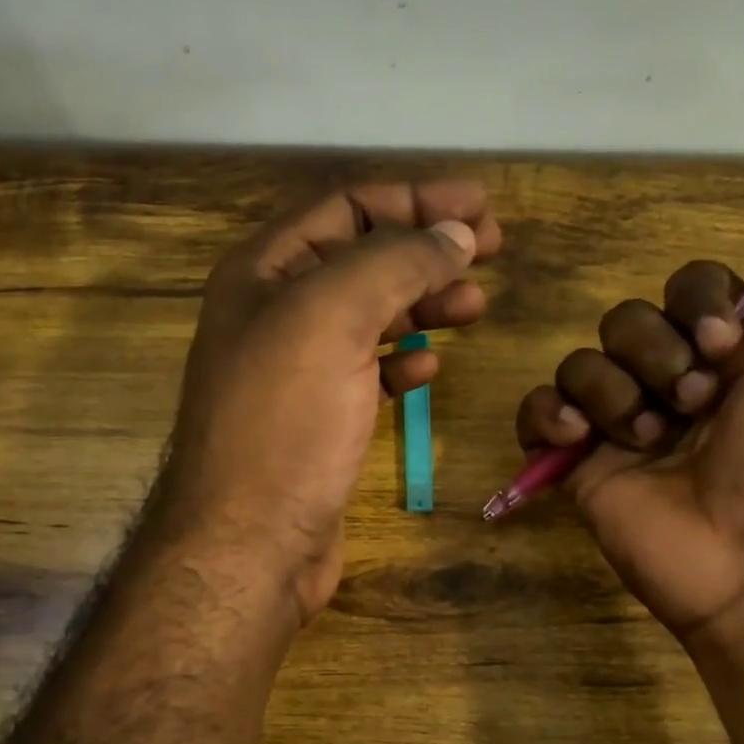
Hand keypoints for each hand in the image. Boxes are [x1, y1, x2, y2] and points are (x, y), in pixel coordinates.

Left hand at [164, 181, 500, 619]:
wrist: (249, 542)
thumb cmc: (284, 422)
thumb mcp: (332, 317)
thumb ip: (395, 263)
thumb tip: (456, 234)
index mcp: (264, 271)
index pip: (347, 208)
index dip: (416, 200)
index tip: (481, 208)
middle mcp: (275, 312)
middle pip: (363, 259)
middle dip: (427, 249)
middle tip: (493, 251)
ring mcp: (296, 369)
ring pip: (370, 315)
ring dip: (423, 303)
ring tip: (475, 304)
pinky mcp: (318, 419)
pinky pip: (366, 372)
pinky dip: (401, 361)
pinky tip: (429, 368)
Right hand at [515, 226, 743, 644]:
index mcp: (731, 356)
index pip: (688, 288)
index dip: (697, 302)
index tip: (723, 344)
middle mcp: (673, 383)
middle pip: (628, 320)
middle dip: (656, 353)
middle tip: (695, 403)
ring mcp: (622, 425)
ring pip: (582, 362)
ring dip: (614, 391)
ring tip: (649, 439)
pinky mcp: (580, 464)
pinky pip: (539, 411)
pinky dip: (549, 414)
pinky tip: (581, 439)